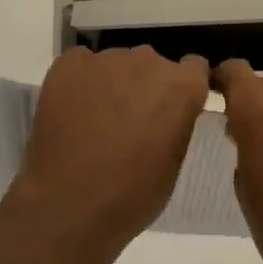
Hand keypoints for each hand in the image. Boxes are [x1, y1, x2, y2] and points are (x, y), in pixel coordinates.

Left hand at [0, 46, 209, 263]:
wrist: (71, 203)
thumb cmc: (133, 194)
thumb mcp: (174, 160)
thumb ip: (177, 123)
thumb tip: (166, 113)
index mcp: (182, 86)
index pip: (194, 68)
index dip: (182, 88)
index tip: (172, 108)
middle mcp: (148, 62)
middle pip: (152, 64)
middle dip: (145, 86)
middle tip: (131, 120)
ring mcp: (105, 61)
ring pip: (116, 64)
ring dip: (113, 84)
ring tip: (97, 119)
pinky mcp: (68, 65)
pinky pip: (81, 65)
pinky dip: (80, 82)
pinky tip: (73, 111)